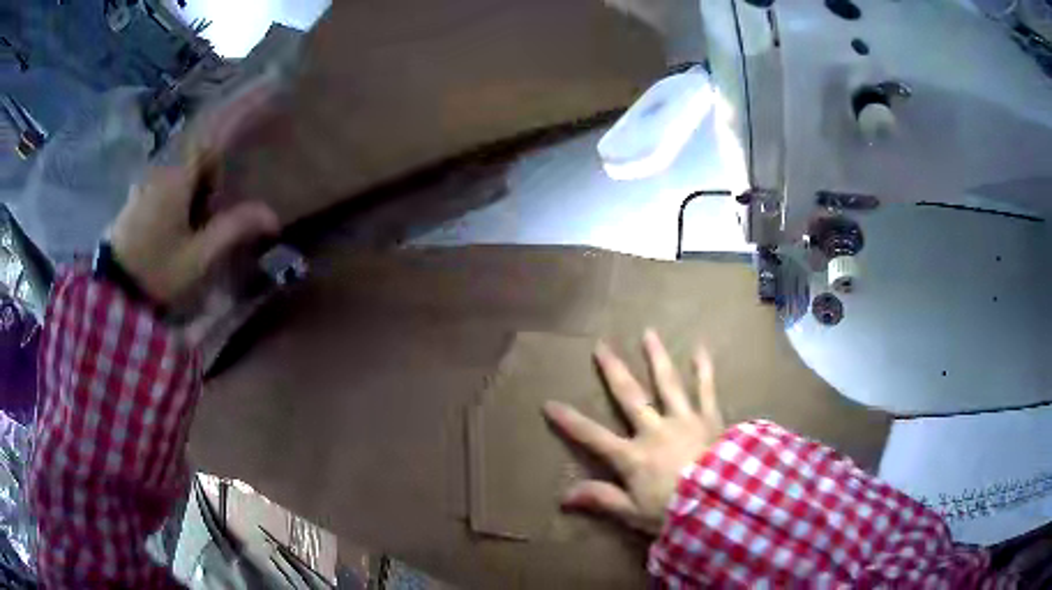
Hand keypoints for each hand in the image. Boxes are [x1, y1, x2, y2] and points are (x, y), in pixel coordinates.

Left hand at [108, 83, 279, 305]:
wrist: (112, 293)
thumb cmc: (153, 273)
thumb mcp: (196, 258)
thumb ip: (232, 230)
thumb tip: (273, 215)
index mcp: (177, 175)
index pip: (215, 128)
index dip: (244, 104)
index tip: (270, 82)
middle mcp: (164, 167)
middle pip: (203, 135)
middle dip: (231, 123)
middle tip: (258, 113)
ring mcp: (152, 178)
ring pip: (190, 153)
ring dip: (212, 155)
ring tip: (225, 173)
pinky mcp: (145, 191)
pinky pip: (178, 167)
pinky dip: (197, 169)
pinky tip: (201, 193)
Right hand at [543, 330, 723, 534]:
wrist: (720, 500)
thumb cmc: (674, 511)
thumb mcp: (633, 513)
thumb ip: (601, 499)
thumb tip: (563, 496)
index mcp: (633, 456)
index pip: (593, 436)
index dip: (570, 421)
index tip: (549, 403)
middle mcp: (654, 430)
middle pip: (630, 396)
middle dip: (613, 371)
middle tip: (601, 346)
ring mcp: (683, 419)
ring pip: (667, 383)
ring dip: (656, 357)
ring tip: (648, 333)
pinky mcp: (709, 417)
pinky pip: (706, 389)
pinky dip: (704, 369)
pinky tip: (700, 348)